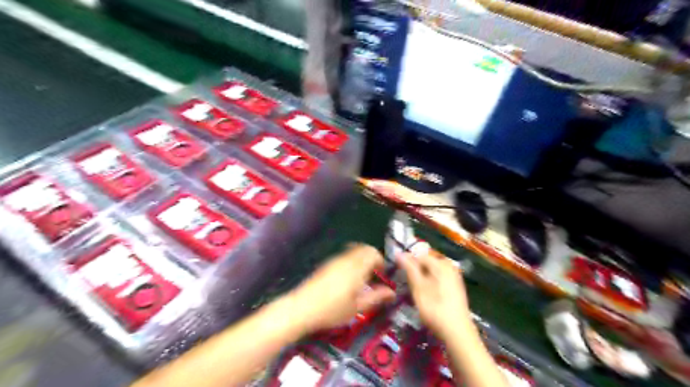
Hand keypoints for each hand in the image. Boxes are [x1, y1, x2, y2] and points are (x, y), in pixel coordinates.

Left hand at [289, 247, 396, 334]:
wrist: (302, 308)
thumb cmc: (332, 310)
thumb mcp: (357, 307)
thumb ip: (376, 297)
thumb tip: (391, 293)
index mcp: (356, 268)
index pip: (373, 253)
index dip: (381, 261)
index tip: (382, 274)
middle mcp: (346, 260)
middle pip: (364, 248)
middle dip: (373, 257)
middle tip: (375, 274)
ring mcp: (335, 260)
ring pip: (354, 250)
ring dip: (362, 258)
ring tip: (363, 277)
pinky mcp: (327, 264)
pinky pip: (345, 255)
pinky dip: (352, 261)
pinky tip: (349, 278)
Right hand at [400, 248, 473, 338]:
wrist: (458, 333)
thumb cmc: (435, 309)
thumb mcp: (418, 288)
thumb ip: (409, 269)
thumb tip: (399, 253)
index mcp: (440, 263)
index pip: (418, 255)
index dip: (407, 262)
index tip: (398, 272)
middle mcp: (449, 266)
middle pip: (426, 262)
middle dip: (415, 269)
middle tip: (406, 283)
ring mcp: (454, 276)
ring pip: (432, 270)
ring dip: (422, 277)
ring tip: (415, 290)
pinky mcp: (456, 287)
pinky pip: (439, 278)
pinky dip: (430, 282)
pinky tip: (427, 294)